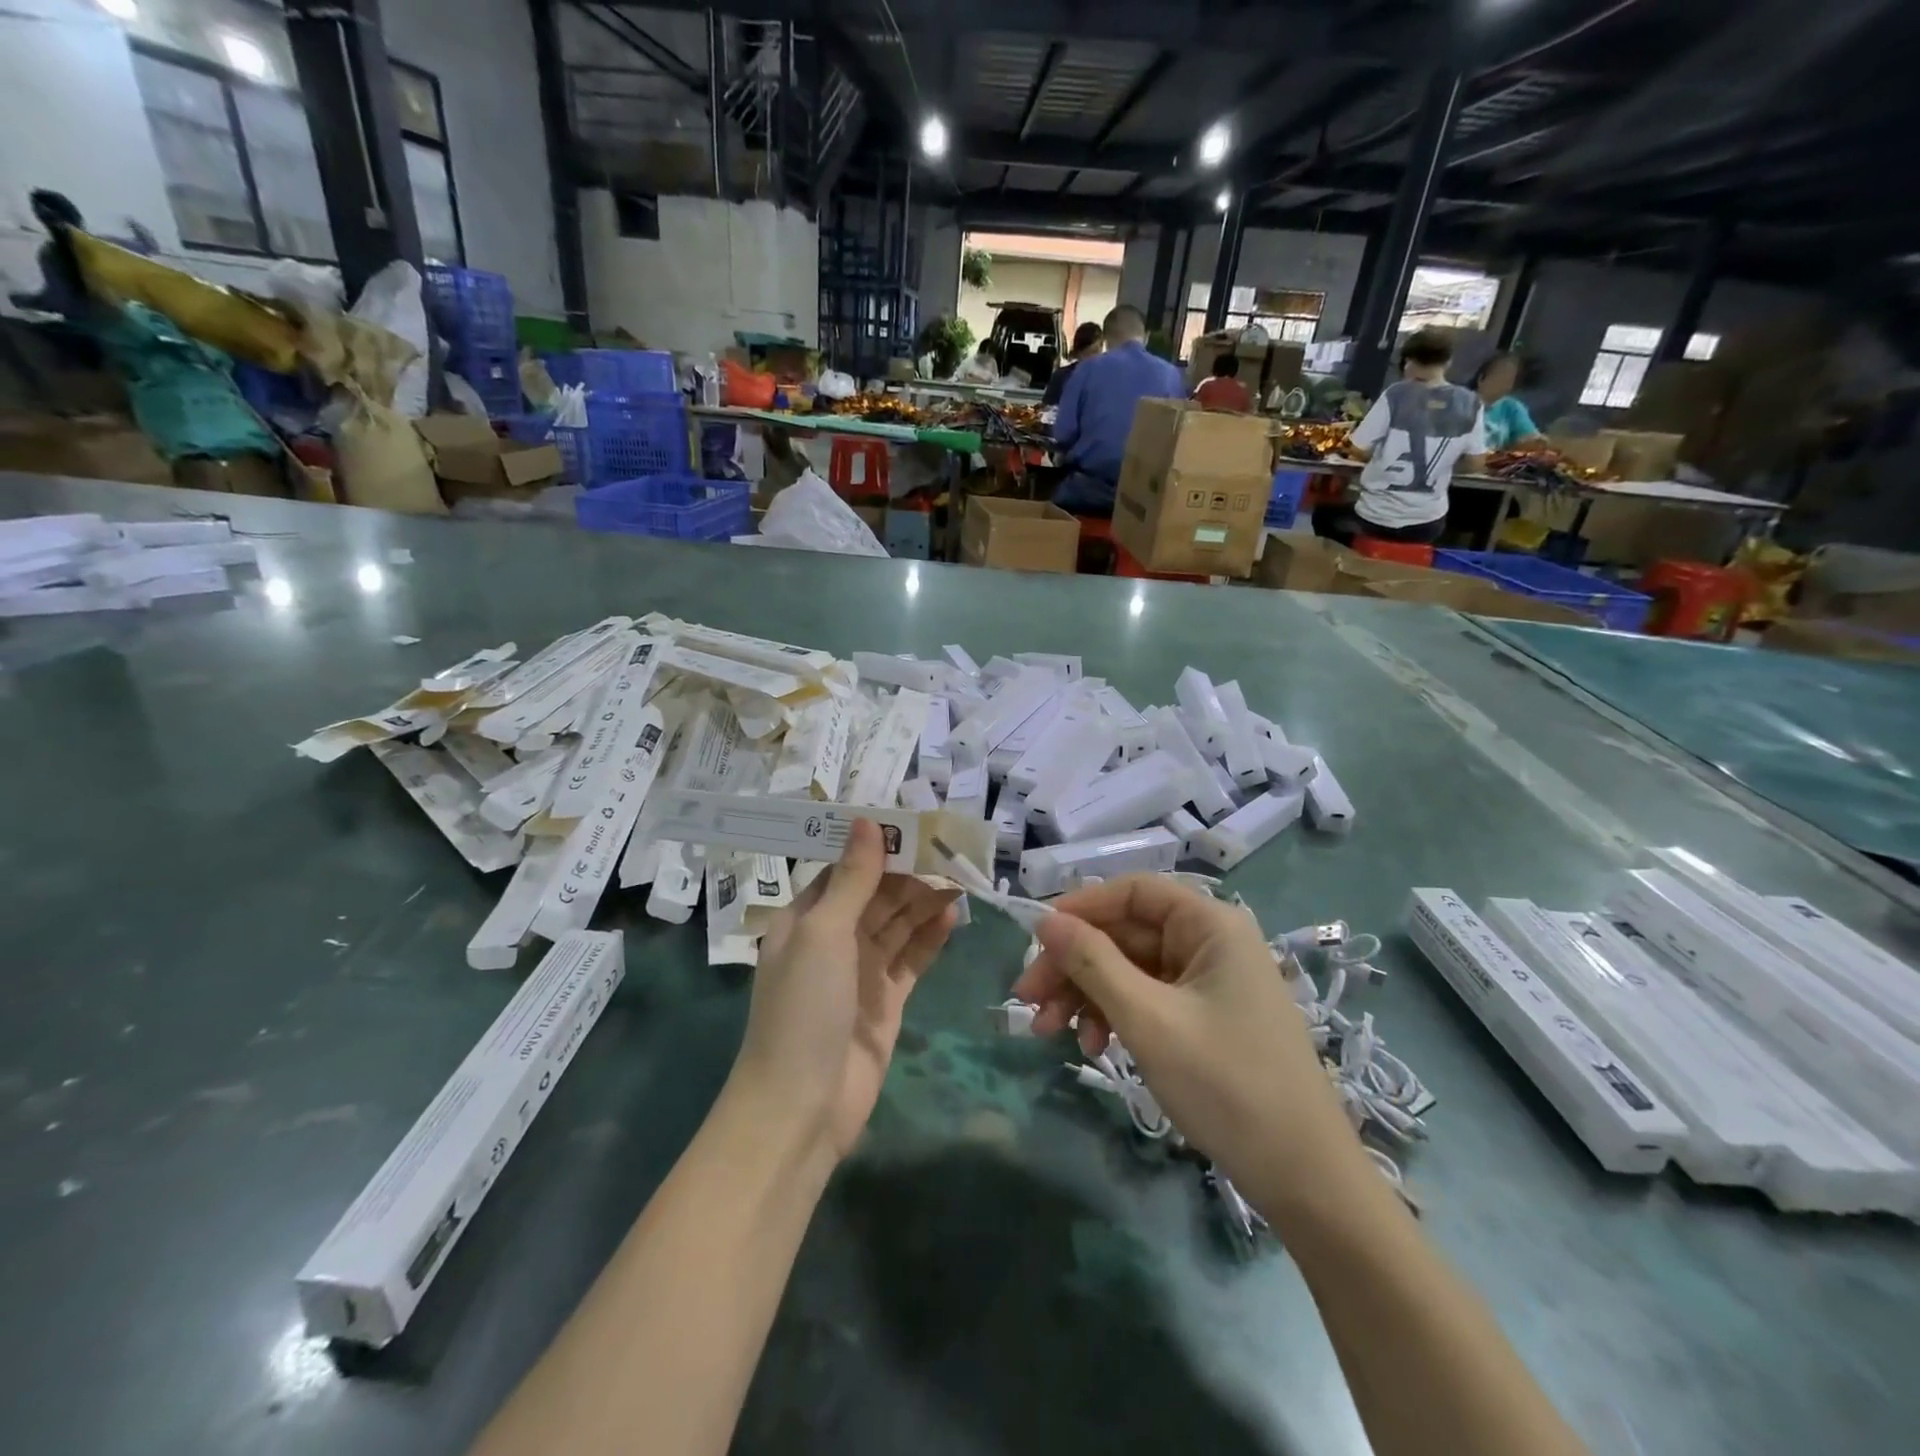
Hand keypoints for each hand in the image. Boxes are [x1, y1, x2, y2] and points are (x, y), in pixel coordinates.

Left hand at [731, 820, 960, 1161]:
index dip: (876, 848)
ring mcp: (860, 972)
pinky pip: (911, 959)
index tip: (913, 824)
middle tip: (950, 850)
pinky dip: (929, 938)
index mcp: (805, 918)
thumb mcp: (824, 933)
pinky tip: (952, 916)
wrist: (801, 1107)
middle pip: (875, 895)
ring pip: (897, 925)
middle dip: (909, 873)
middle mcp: (832, 940)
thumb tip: (866, 821)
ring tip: (960, 876)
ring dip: (923, 901)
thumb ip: (852, 879)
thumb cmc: (803, 1008)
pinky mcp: (886, 1002)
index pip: (845, 870)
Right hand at [1010, 876, 1351, 1184]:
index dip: (1080, 909)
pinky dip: (1115, 1015)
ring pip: (1130, 969)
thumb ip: (1093, 963)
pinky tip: (1095, 1047)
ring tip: (1051, 1033)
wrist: (1305, 1179)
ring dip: (1087, 995)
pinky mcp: (1206, 1017)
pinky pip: (1147, 998)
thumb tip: (1046, 920)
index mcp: (1210, 925)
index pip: (1132, 892)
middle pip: (1125, 933)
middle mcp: (1211, 942)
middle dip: (1074, 965)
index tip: (1035, 940)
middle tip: (1028, 1001)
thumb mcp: (1148, 1020)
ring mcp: (1209, 982)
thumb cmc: (1227, 1085)